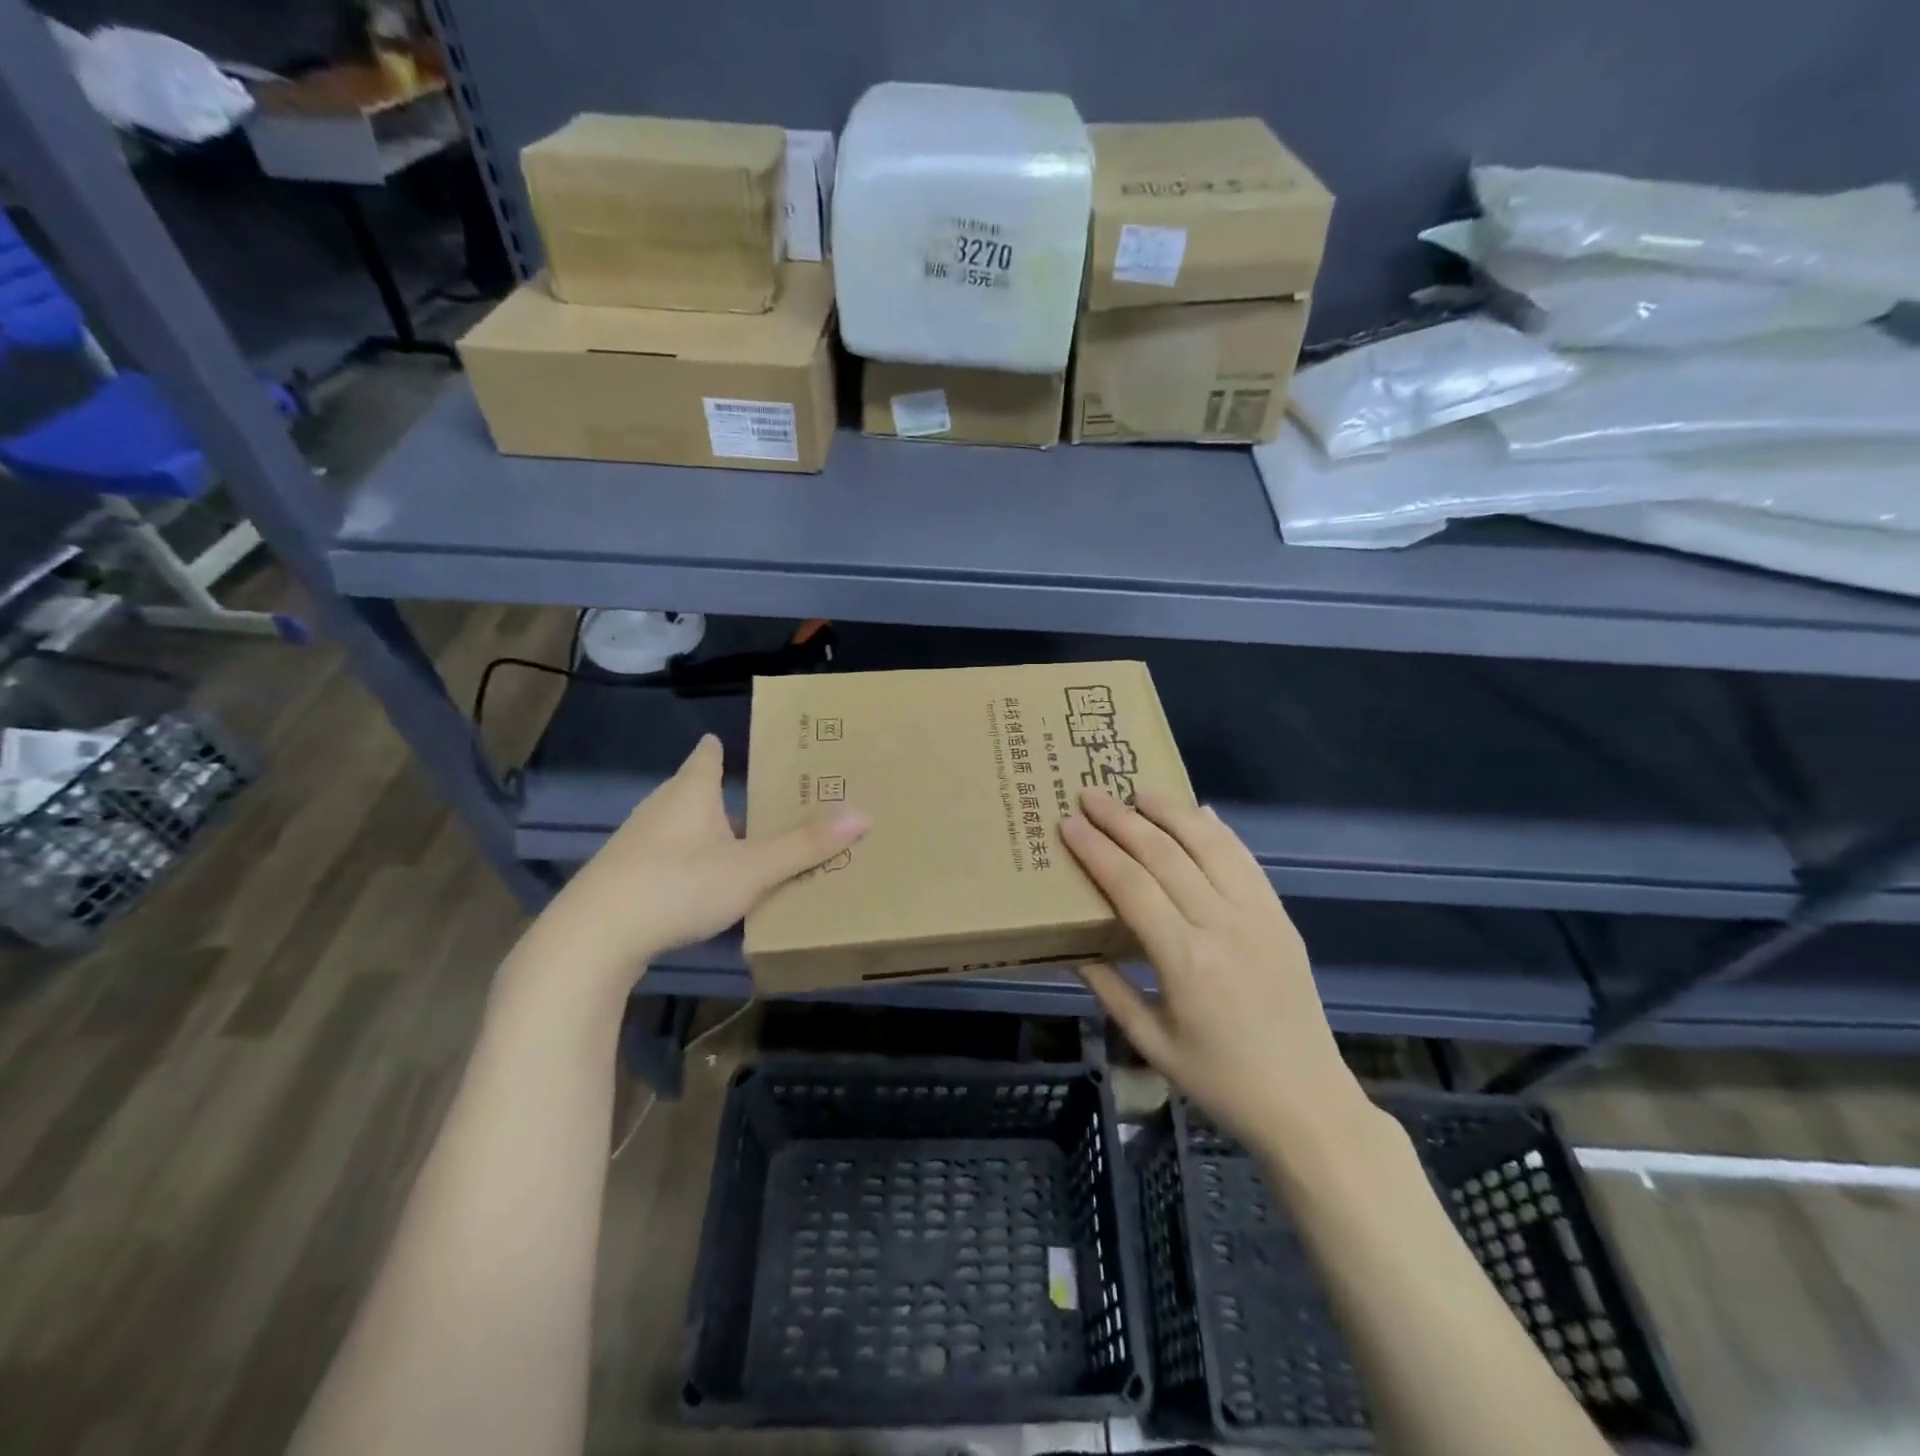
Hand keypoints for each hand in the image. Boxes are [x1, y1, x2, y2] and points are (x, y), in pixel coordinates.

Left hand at [531, 734, 868, 993]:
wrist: (591, 940)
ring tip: (743, 848)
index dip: (723, 748)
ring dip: (708, 833)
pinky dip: (688, 862)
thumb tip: (864, 814)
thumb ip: (805, 845)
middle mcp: (661, 808)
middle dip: (726, 794)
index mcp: (691, 792)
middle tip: (766, 802)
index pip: (708, 755)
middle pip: (696, 791)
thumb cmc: (676, 887)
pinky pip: (666, 858)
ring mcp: (636, 843)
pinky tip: (702, 888)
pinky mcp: (622, 877)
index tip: (740, 745)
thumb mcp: (751, 869)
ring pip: (681, 827)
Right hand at [1059, 787, 1366, 1152]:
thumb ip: (1109, 989)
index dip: (1097, 850)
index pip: (1132, 886)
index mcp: (1185, 961)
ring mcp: (1258, 916)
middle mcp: (1222, 925)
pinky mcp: (1281, 916)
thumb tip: (1074, 948)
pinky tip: (1199, 813)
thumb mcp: (1151, 1042)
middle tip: (1091, 795)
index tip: (1069, 823)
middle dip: (1123, 819)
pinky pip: (1246, 860)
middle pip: (1165, 855)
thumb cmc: (1219, 1080)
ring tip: (1139, 790)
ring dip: (1171, 812)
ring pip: (1210, 845)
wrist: (1306, 1101)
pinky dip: (1219, 831)